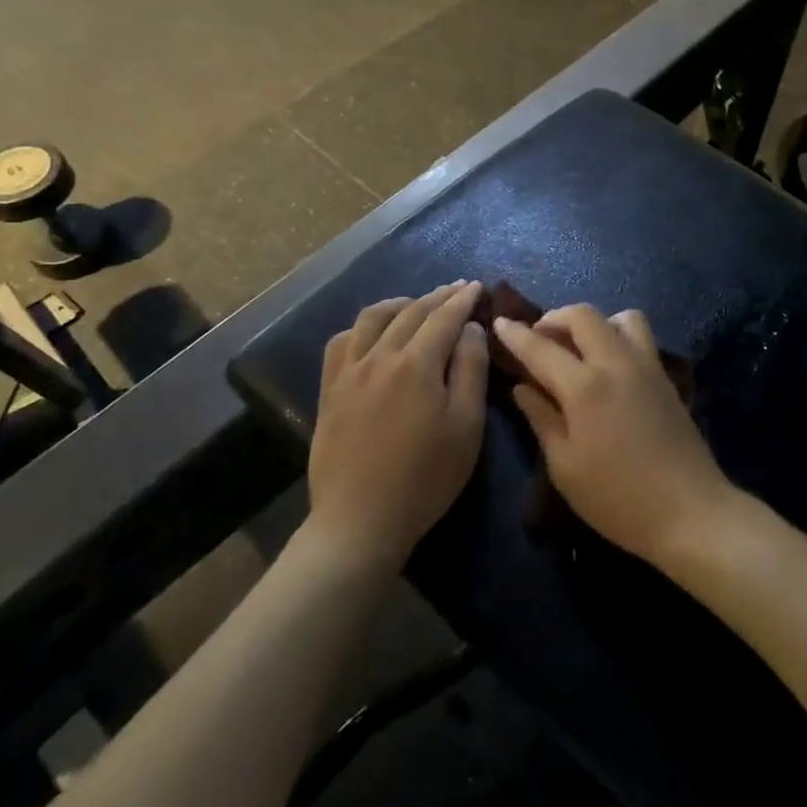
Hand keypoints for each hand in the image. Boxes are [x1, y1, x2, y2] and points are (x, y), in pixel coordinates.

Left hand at [306, 282, 488, 573]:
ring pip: (372, 319)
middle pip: (411, 312)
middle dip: (437, 297)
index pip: (445, 318)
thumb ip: (470, 370)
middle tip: (457, 289)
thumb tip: (470, 329)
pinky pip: (341, 342)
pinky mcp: (329, 390)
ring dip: (399, 304)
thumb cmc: (426, 478)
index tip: (476, 286)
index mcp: (418, 364)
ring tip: (416, 304)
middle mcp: (380, 356)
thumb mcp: (466, 427)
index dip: (463, 299)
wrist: (360, 520)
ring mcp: (349, 371)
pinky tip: (371, 334)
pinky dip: (361, 328)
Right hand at [493, 306, 729, 566]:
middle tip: (538, 339)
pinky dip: (617, 336)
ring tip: (578, 349)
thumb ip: (542, 419)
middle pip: (583, 315)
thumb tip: (521, 388)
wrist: (690, 511)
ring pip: (619, 318)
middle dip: (554, 318)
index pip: (541, 348)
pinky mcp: (665, 377)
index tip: (499, 323)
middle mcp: (616, 363)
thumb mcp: (565, 467)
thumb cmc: (617, 498)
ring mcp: (646, 366)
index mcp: (585, 386)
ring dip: (593, 323)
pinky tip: (607, 367)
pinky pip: (639, 336)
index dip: (516, 334)